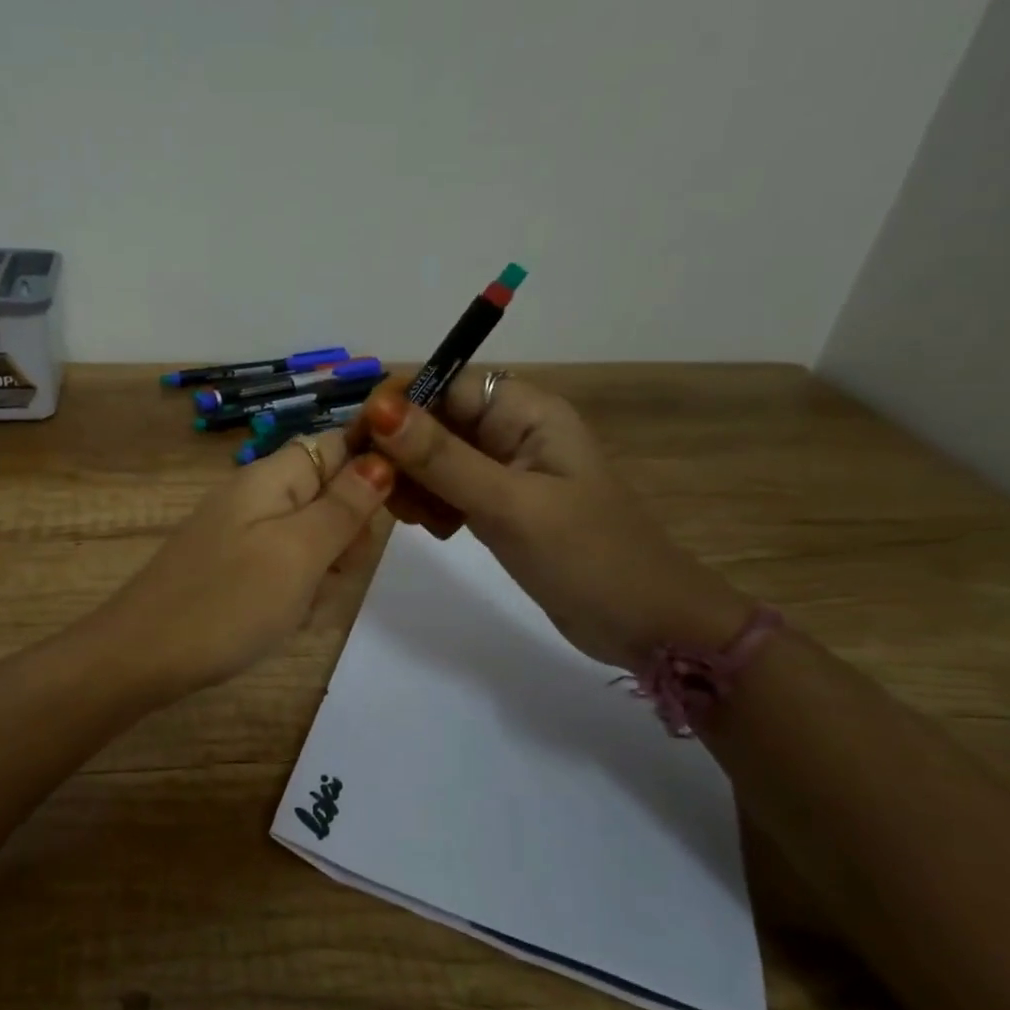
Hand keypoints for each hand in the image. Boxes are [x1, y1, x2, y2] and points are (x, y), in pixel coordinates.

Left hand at [91, 428, 394, 695]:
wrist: (142, 657)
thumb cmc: (227, 602)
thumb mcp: (298, 553)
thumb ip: (344, 506)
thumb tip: (382, 457)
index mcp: (271, 477)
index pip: (338, 444)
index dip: (371, 471)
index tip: (383, 519)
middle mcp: (256, 495)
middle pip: (328, 495)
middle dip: (345, 536)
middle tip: (330, 573)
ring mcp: (241, 532)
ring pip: (311, 538)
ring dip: (321, 571)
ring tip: (300, 605)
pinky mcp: (232, 566)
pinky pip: (284, 566)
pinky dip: (294, 591)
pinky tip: (281, 619)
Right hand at [357, 375, 752, 668]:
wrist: (649, 626)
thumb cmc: (588, 557)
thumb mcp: (509, 505)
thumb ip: (441, 457)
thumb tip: (378, 407)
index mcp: (525, 411)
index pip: (443, 383)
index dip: (397, 406)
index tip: (360, 446)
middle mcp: (511, 429)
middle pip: (432, 419)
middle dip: (402, 452)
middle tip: (390, 497)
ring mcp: (504, 467)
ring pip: (432, 455)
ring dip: (413, 482)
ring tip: (420, 521)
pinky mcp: (498, 502)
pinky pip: (445, 486)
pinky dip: (430, 503)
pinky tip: (436, 531)